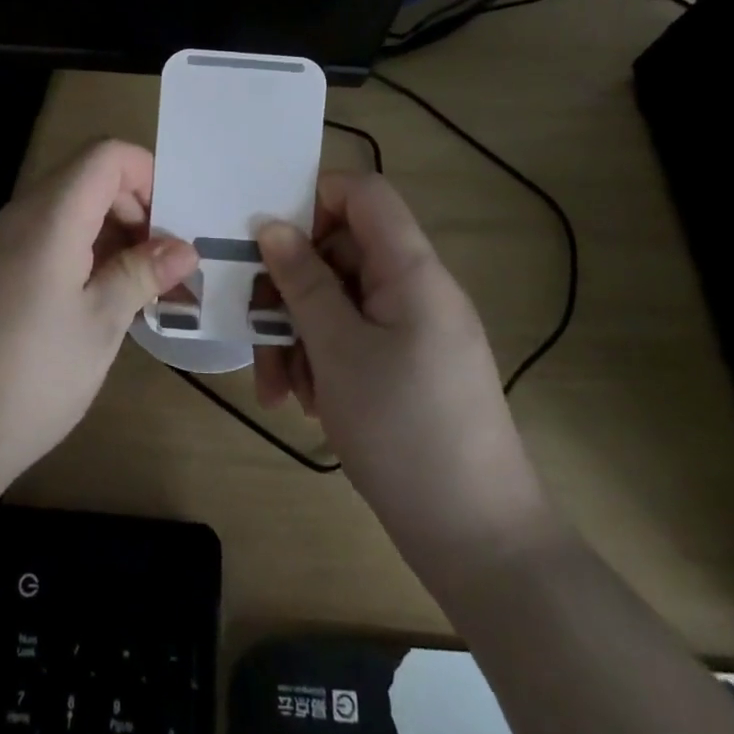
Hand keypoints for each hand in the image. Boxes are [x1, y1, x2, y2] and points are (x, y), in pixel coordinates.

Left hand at [0, 140, 198, 490]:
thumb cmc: (28, 379)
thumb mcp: (99, 326)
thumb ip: (141, 274)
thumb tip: (184, 248)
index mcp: (50, 218)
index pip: (105, 155)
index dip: (147, 175)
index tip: (170, 227)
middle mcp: (16, 217)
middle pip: (84, 179)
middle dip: (132, 208)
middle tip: (160, 265)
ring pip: (61, 211)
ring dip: (104, 235)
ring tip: (132, 289)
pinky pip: (36, 239)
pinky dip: (73, 253)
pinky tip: (86, 305)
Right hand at [255, 172, 553, 566]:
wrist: (478, 539)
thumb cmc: (403, 430)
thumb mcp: (337, 350)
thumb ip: (302, 280)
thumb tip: (270, 225)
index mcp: (411, 269)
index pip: (363, 193)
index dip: (312, 199)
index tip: (266, 240)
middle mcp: (415, 288)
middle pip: (340, 252)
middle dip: (291, 288)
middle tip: (256, 330)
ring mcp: (413, 328)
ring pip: (338, 300)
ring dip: (298, 334)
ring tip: (279, 388)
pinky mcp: (407, 365)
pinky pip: (353, 338)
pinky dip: (322, 360)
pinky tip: (305, 402)